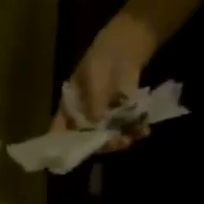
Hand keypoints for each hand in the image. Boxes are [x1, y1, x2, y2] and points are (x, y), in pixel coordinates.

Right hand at [53, 12, 157, 147]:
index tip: (65, 157)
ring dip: (119, 140)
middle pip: (87, 141)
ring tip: (130, 138)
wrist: (125, 46)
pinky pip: (126, 130)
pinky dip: (135, 131)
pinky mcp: (122, 117)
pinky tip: (143, 130)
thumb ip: (93, 102)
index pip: (60, 133)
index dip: (60, 146)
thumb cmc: (101, 59)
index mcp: (69, 110)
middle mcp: (84, 120)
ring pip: (108, 138)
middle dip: (100, 144)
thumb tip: (97, 123)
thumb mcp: (92, 76)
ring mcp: (104, 120)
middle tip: (114, 142)